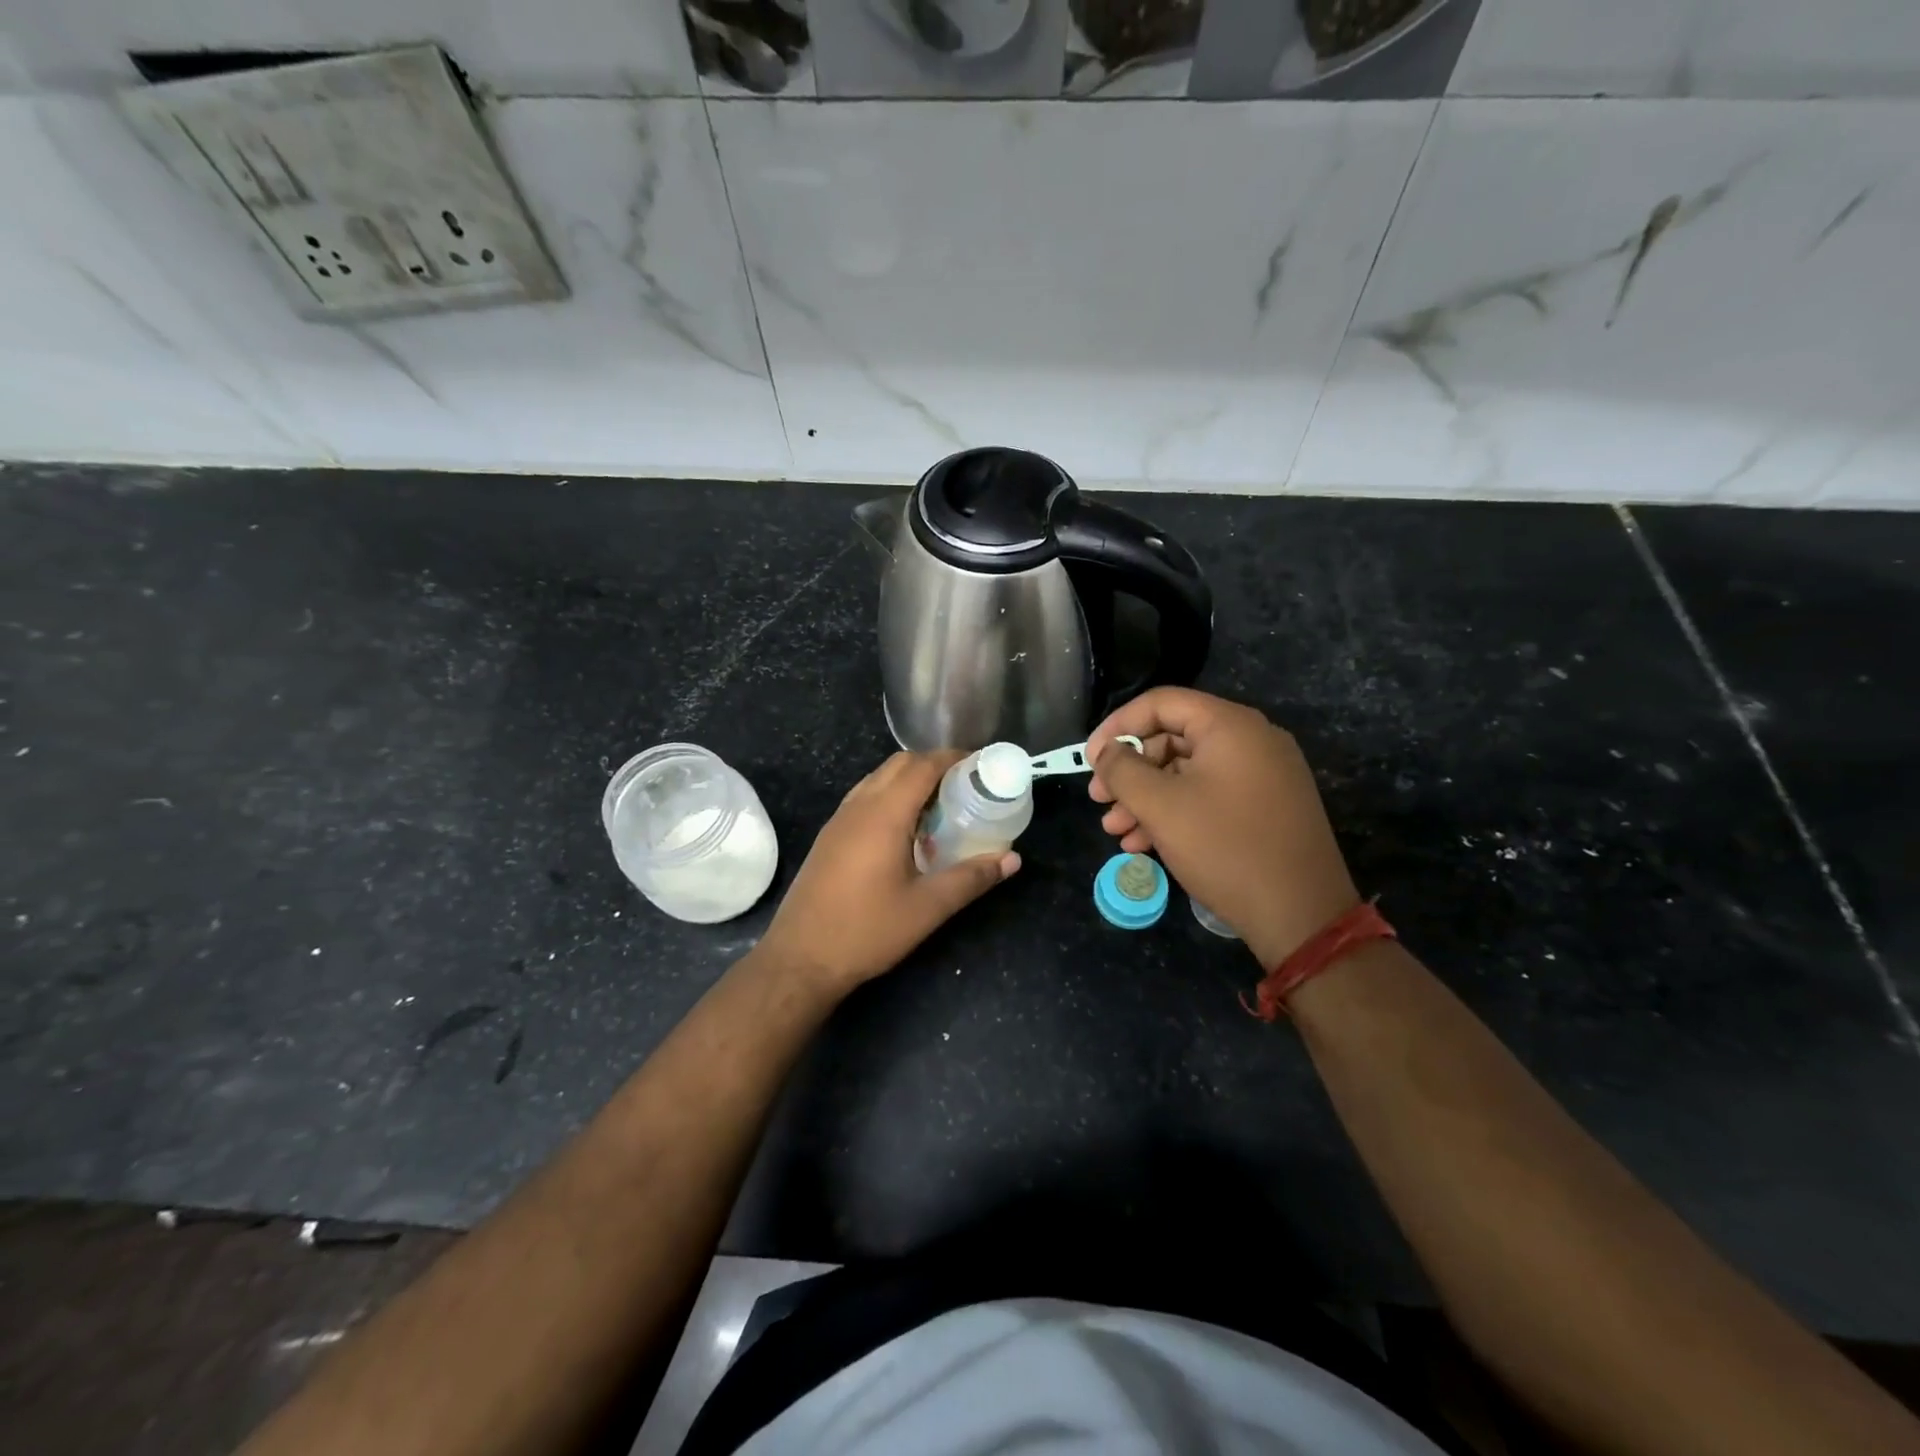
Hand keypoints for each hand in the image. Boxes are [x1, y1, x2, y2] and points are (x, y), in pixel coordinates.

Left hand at [757, 751, 1018, 992]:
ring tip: (941, 805)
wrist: (800, 958)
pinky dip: (891, 796)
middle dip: (934, 764)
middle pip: (899, 764)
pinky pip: (865, 797)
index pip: (922, 766)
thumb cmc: (867, 930)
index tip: (982, 765)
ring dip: (910, 780)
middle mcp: (859, 806)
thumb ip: (972, 878)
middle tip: (966, 785)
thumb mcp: (927, 907)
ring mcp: (839, 820)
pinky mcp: (829, 836)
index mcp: (884, 814)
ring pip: (878, 779)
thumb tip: (1012, 859)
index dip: (954, 758)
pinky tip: (907, 830)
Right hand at [1088, 688, 1358, 968]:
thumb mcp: (1160, 806)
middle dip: (1129, 771)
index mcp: (1230, 726)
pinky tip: (1144, 844)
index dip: (1117, 726)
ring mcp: (1262, 775)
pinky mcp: (1265, 808)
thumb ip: (1122, 770)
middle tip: (1099, 800)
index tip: (1090, 760)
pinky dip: (1175, 813)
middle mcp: (1251, 741)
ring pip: (1187, 773)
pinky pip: (1209, 796)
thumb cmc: (1224, 848)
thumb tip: (1106, 753)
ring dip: (1145, 798)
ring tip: (1115, 831)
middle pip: (1172, 739)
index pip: (1160, 703)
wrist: (1301, 914)